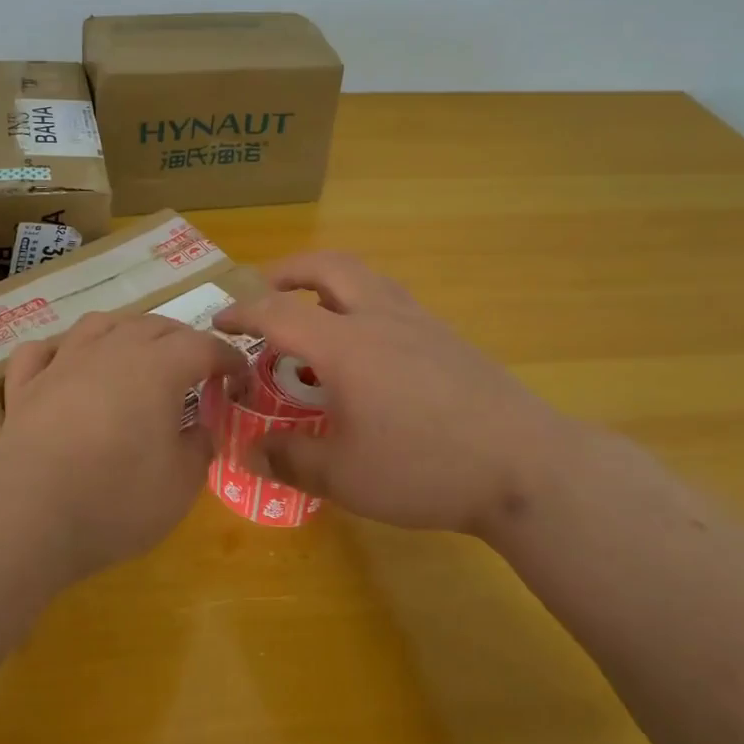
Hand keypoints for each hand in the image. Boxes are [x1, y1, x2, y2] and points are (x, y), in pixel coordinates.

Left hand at [0, 311, 246, 579]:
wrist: (26, 513)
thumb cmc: (115, 499)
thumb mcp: (181, 484)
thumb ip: (200, 447)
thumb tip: (202, 428)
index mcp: (157, 367)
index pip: (203, 346)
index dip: (228, 359)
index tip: (240, 379)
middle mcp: (110, 350)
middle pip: (154, 326)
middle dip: (183, 340)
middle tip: (197, 368)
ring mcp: (62, 362)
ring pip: (99, 324)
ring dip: (126, 331)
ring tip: (136, 351)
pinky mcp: (25, 386)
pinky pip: (42, 350)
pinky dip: (59, 350)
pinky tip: (65, 363)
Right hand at [213, 253, 584, 534]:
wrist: (525, 466)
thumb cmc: (425, 468)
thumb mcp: (346, 477)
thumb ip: (291, 460)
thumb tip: (248, 454)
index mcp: (346, 346)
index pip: (279, 312)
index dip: (242, 312)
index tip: (218, 320)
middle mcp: (379, 318)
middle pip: (328, 266)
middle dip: (287, 270)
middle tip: (263, 290)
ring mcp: (419, 322)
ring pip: (364, 276)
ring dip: (326, 280)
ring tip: (311, 309)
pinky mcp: (446, 337)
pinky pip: (390, 298)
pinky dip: (359, 301)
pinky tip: (364, 343)